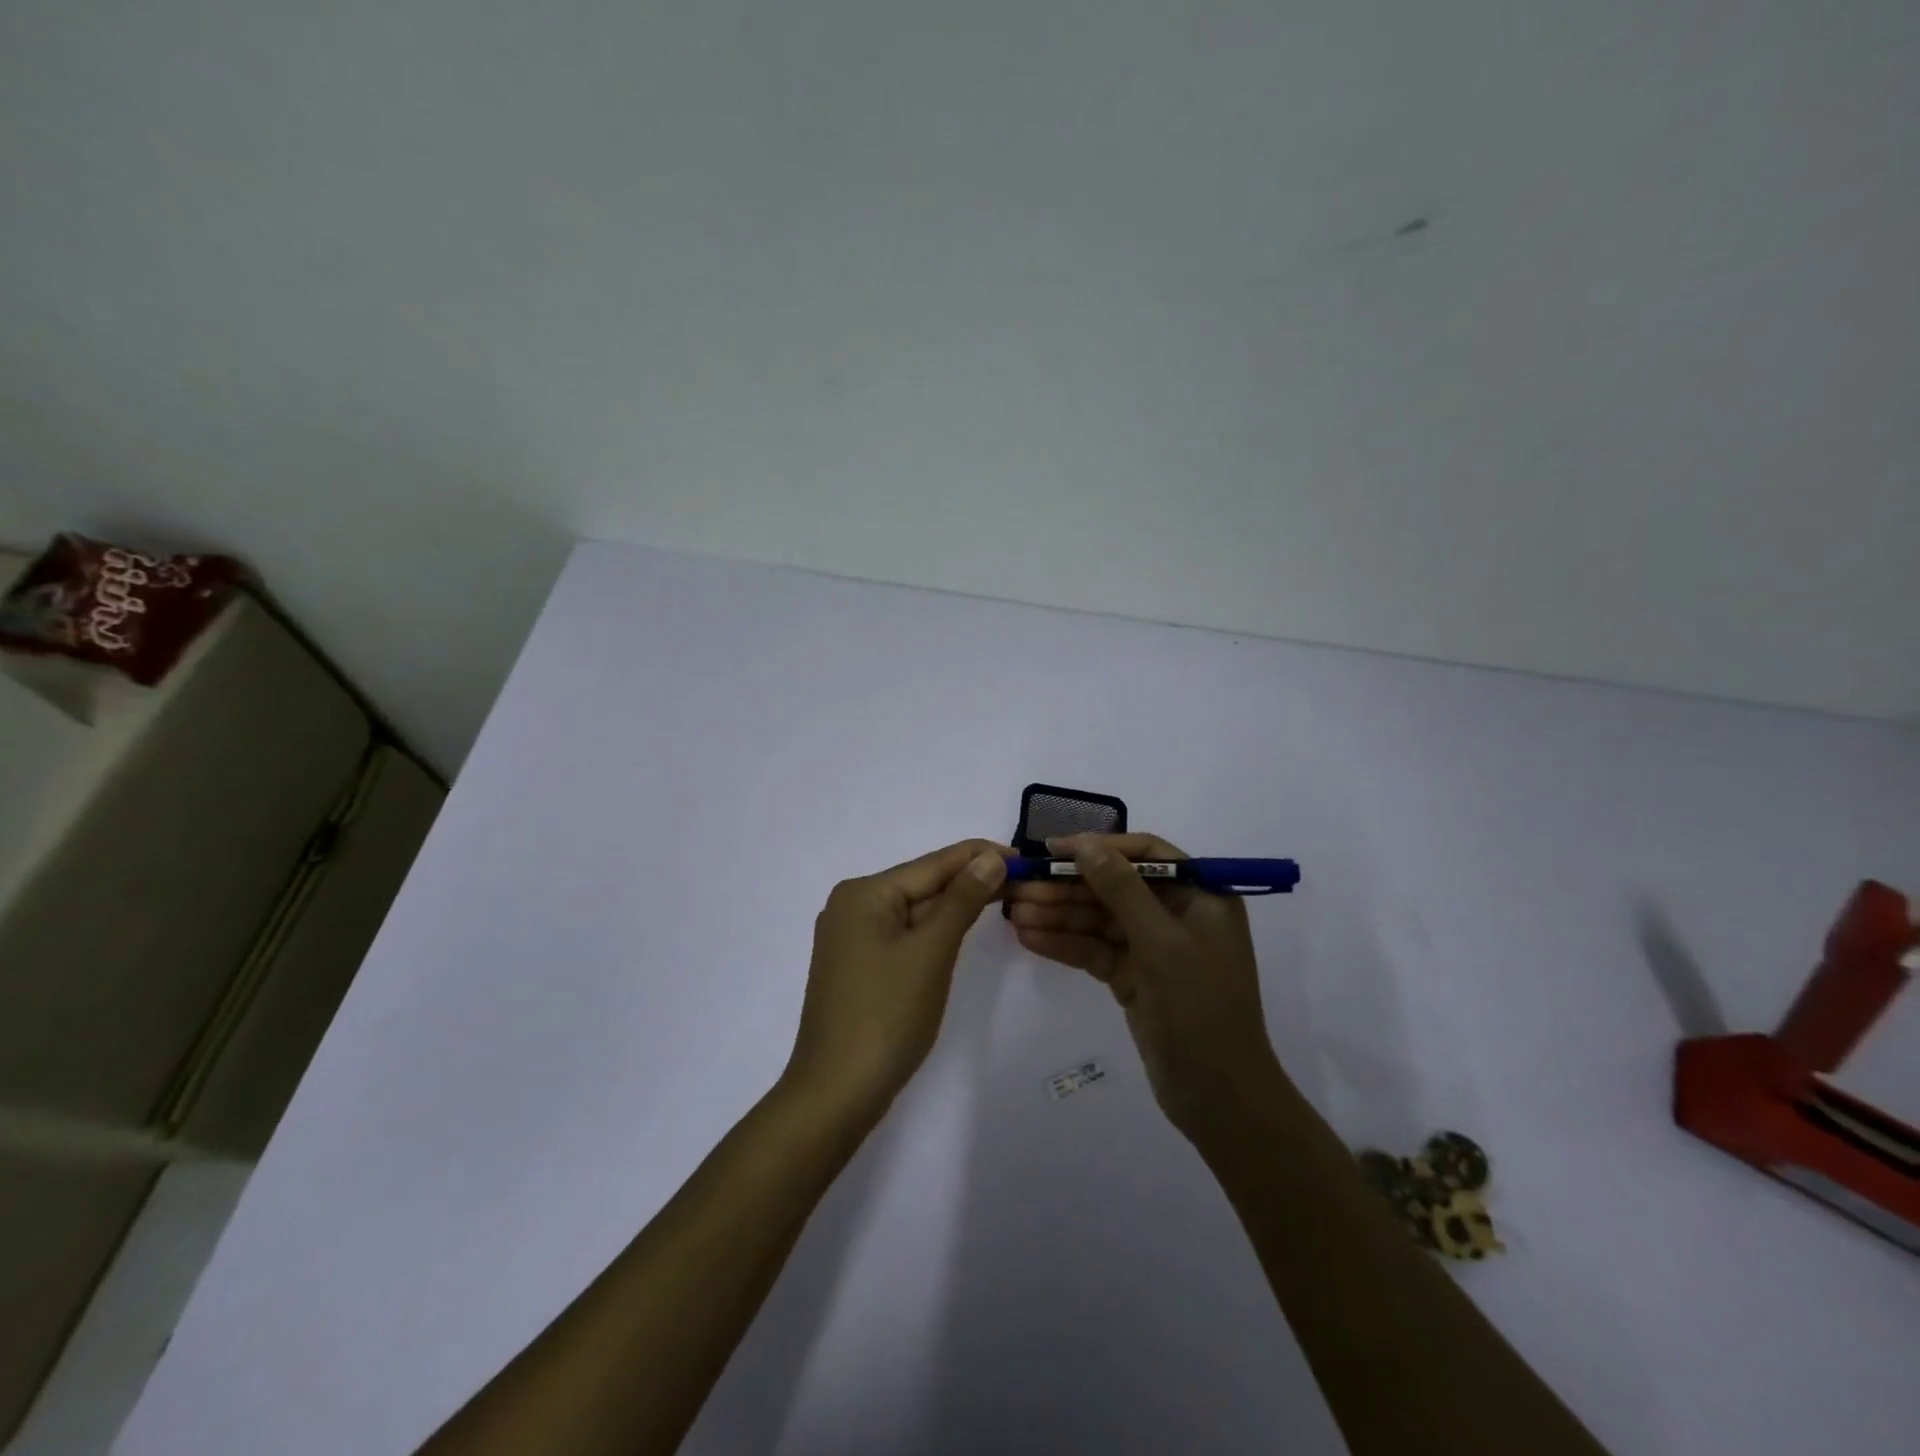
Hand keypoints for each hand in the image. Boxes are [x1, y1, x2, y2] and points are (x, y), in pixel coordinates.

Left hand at [783, 839, 1011, 1121]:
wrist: (836, 1093)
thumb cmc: (886, 1015)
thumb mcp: (931, 951)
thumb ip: (961, 900)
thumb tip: (990, 858)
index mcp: (863, 893)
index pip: (932, 863)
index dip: (979, 856)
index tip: (1023, 855)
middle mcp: (852, 906)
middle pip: (922, 884)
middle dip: (970, 880)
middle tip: (1021, 878)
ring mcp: (852, 938)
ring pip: (914, 910)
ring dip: (955, 905)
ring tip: (1002, 895)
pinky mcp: (859, 965)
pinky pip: (904, 934)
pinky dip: (934, 929)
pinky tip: (961, 926)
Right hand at [1006, 833, 1288, 1140]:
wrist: (1219, 1098)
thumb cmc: (1200, 1008)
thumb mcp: (1161, 942)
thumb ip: (1122, 889)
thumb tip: (1086, 844)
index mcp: (1200, 896)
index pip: (1145, 854)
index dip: (1099, 847)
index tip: (1054, 849)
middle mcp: (1177, 914)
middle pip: (1114, 887)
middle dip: (1068, 886)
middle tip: (1020, 885)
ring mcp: (1154, 947)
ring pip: (1099, 919)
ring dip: (1059, 915)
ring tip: (1014, 912)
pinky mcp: (1134, 977)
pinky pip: (1095, 950)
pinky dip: (1065, 944)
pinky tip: (1029, 938)